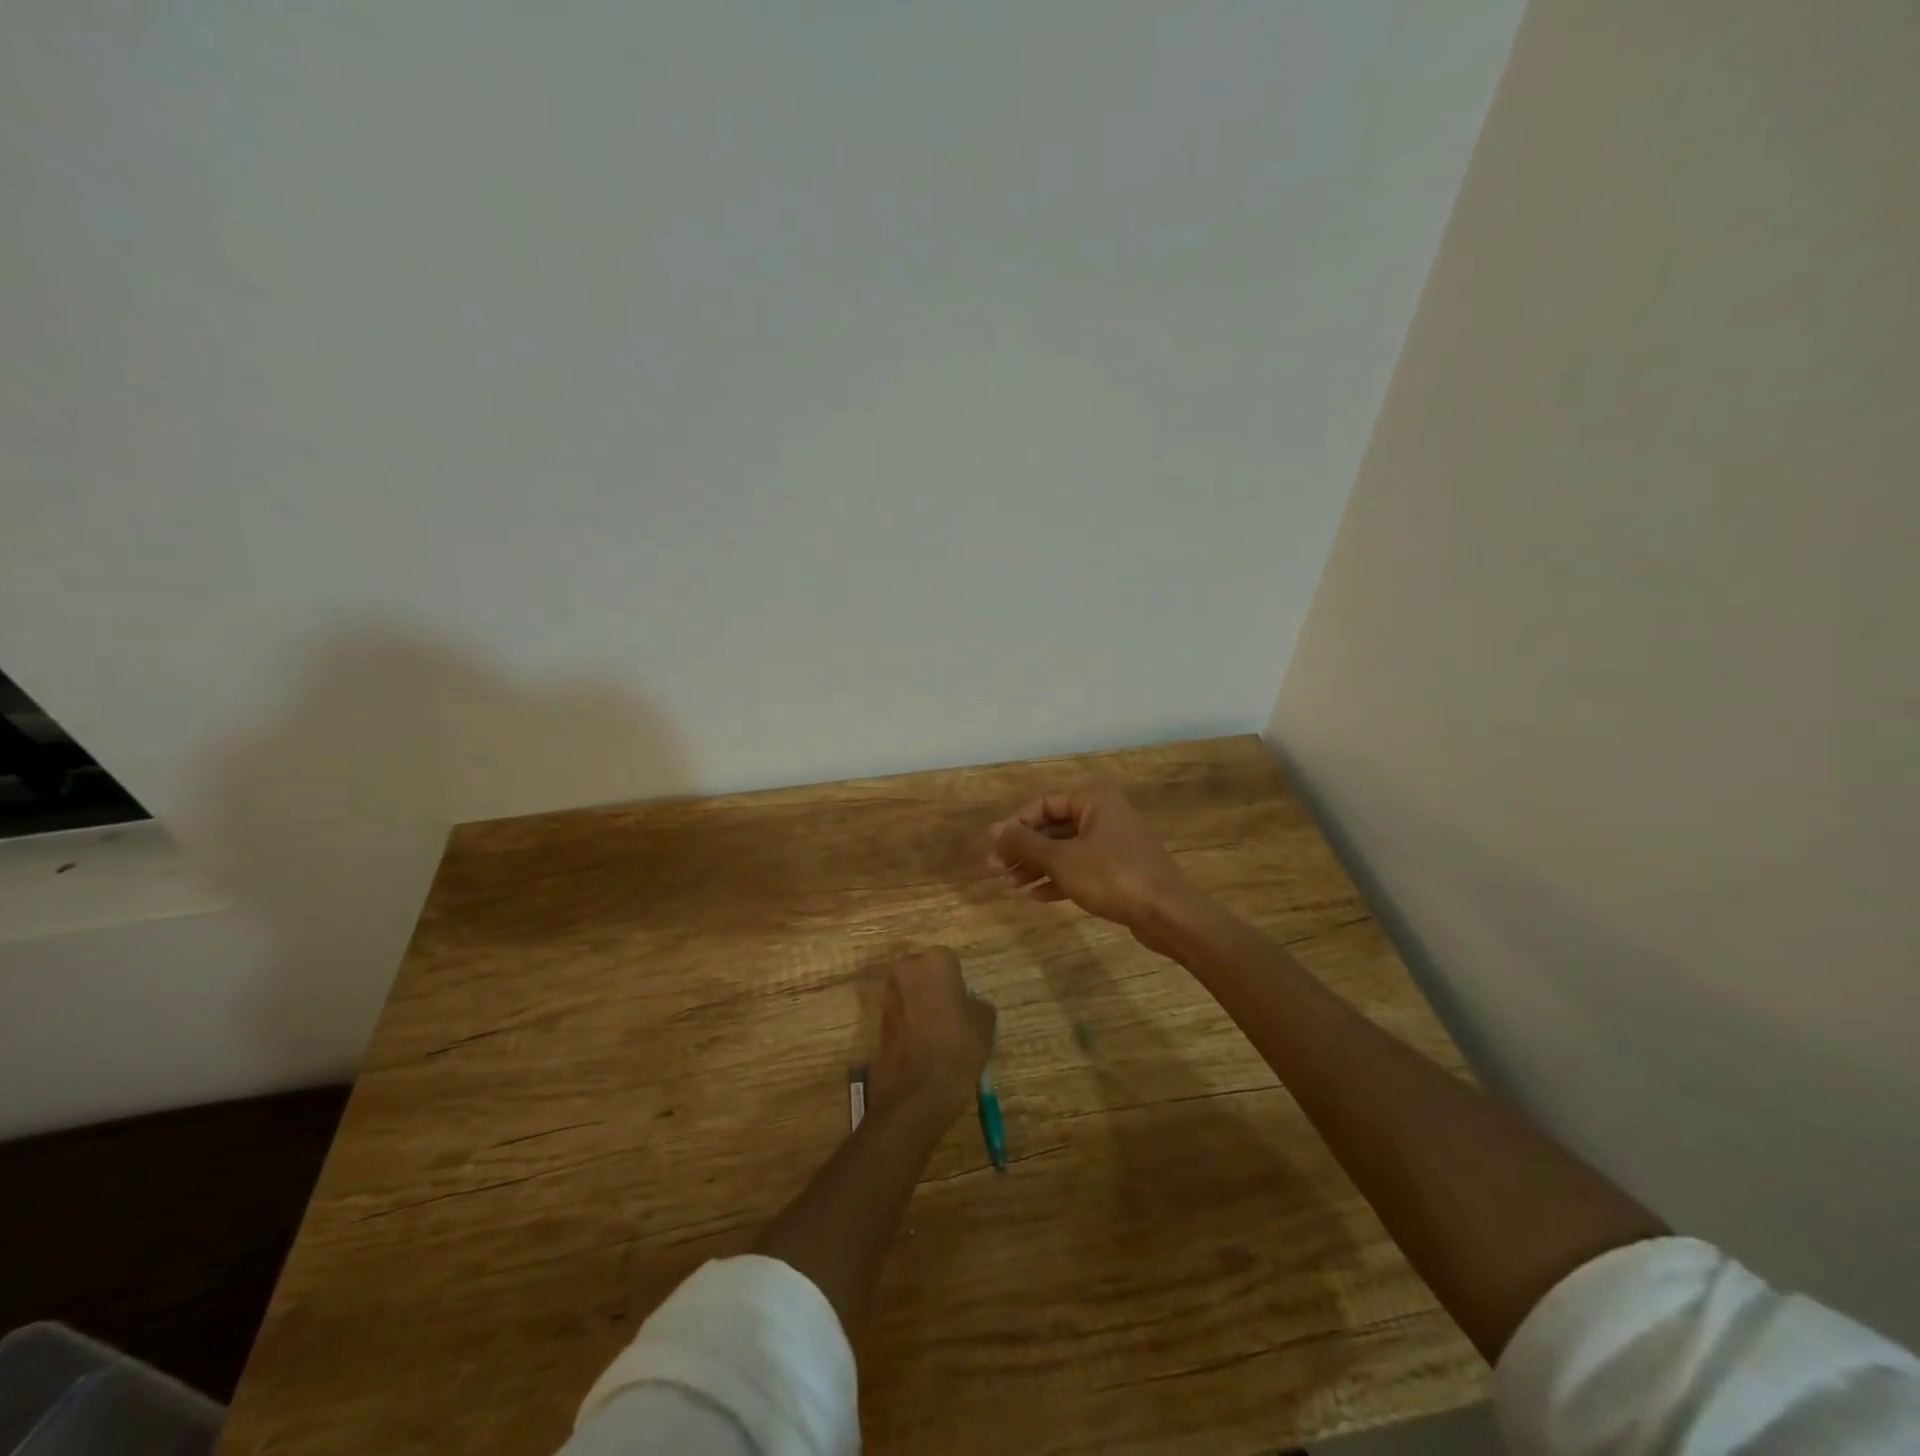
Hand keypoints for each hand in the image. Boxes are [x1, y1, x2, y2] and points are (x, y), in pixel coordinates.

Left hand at [868, 947, 995, 1122]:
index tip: (964, 1005)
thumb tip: (969, 1004)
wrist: (917, 1091)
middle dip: (934, 988)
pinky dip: (909, 1022)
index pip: (950, 963)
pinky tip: (922, 1045)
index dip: (958, 984)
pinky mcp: (878, 1018)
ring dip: (920, 1005)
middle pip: (924, 972)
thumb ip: (977, 1005)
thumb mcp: (984, 1025)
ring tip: (937, 1034)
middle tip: (950, 1016)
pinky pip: (900, 1012)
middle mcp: (907, 968)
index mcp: (936, 961)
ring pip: (910, 992)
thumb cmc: (957, 1048)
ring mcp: (889, 993)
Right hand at [987, 778, 1203, 950]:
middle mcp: (1104, 812)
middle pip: (1053, 827)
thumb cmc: (1111, 876)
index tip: (993, 848)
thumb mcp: (1061, 859)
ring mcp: (1114, 842)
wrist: (1168, 913)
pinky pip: (1081, 867)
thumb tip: (995, 831)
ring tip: (1013, 885)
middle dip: (1024, 849)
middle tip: (998, 869)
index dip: (1014, 826)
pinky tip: (1038, 896)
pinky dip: (1059, 878)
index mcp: (1093, 798)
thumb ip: (1024, 843)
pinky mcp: (1120, 868)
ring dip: (1038, 866)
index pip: (1042, 804)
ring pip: (1066, 849)